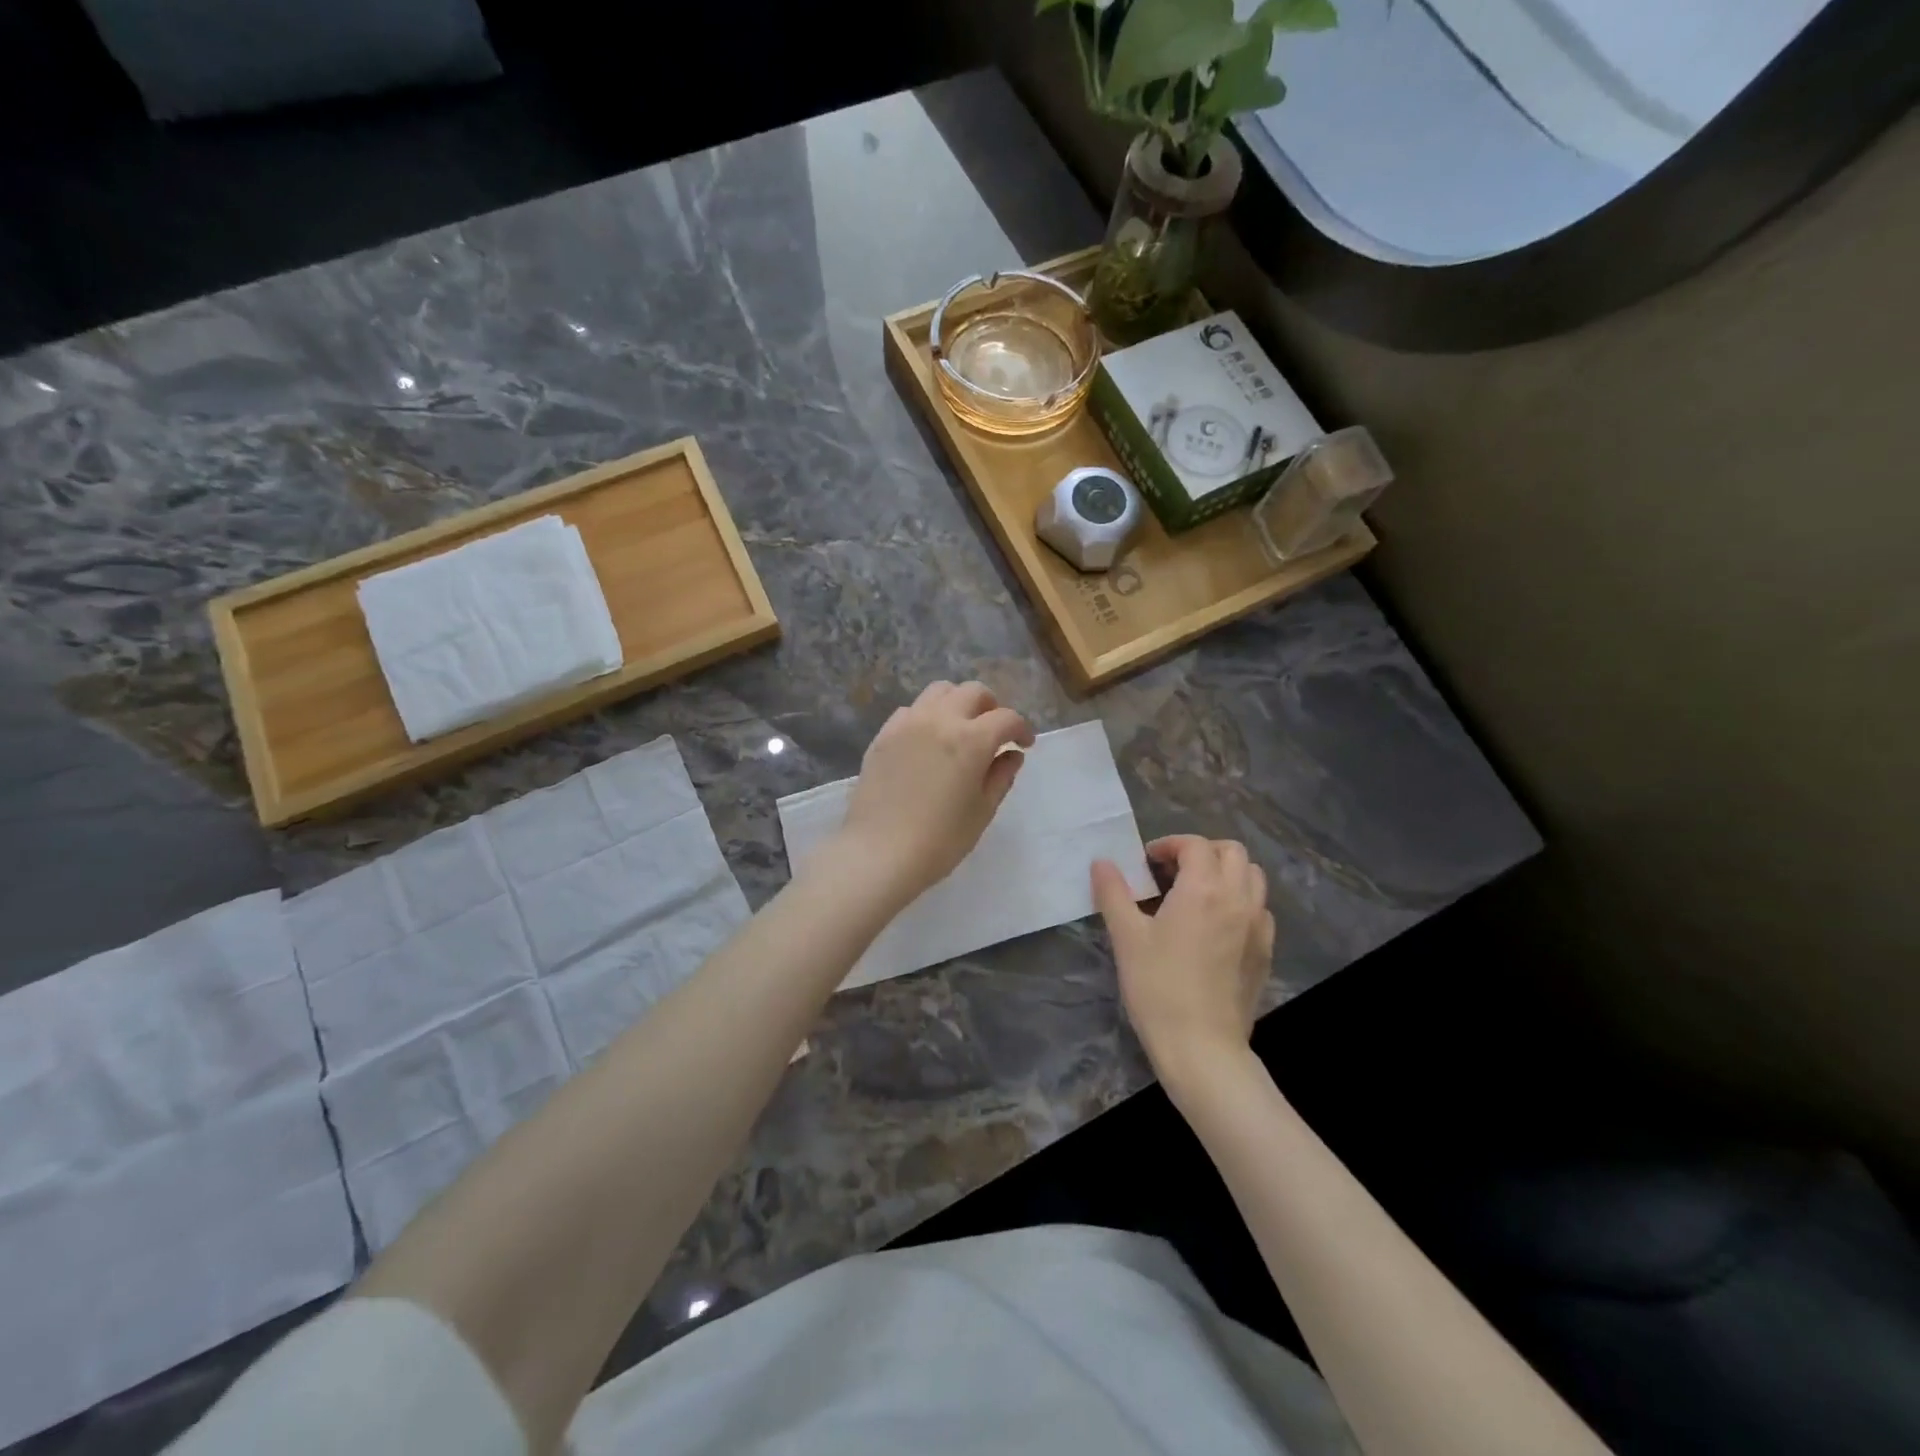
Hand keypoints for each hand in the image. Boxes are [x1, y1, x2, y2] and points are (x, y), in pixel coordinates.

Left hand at [831, 681, 1034, 909]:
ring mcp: (908, 723)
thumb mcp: (982, 811)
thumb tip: (1012, 754)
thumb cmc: (940, 840)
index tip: (1024, 744)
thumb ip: (1001, 776)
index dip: (1021, 729)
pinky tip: (928, 741)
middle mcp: (940, 719)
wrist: (879, 853)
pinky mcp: (883, 735)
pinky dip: (928, 715)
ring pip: (939, 691)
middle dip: (991, 707)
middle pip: (973, 692)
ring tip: (960, 729)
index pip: (1006, 718)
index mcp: (971, 739)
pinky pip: (911, 710)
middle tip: (994, 733)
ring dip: (958, 703)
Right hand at [1092, 835, 1275, 1088]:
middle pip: (1233, 852)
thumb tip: (1102, 863)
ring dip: (1226, 873)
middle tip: (1173, 871)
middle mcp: (1238, 898)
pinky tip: (1217, 925)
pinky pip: (1260, 909)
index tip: (1146, 862)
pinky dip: (1240, 901)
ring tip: (1197, 893)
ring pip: (1253, 877)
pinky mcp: (1266, 952)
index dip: (1169, 845)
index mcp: (1203, 889)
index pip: (1195, 845)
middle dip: (1202, 851)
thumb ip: (1113, 893)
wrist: (1202, 1047)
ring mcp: (1258, 926)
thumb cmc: (1158, 987)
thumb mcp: (1126, 937)